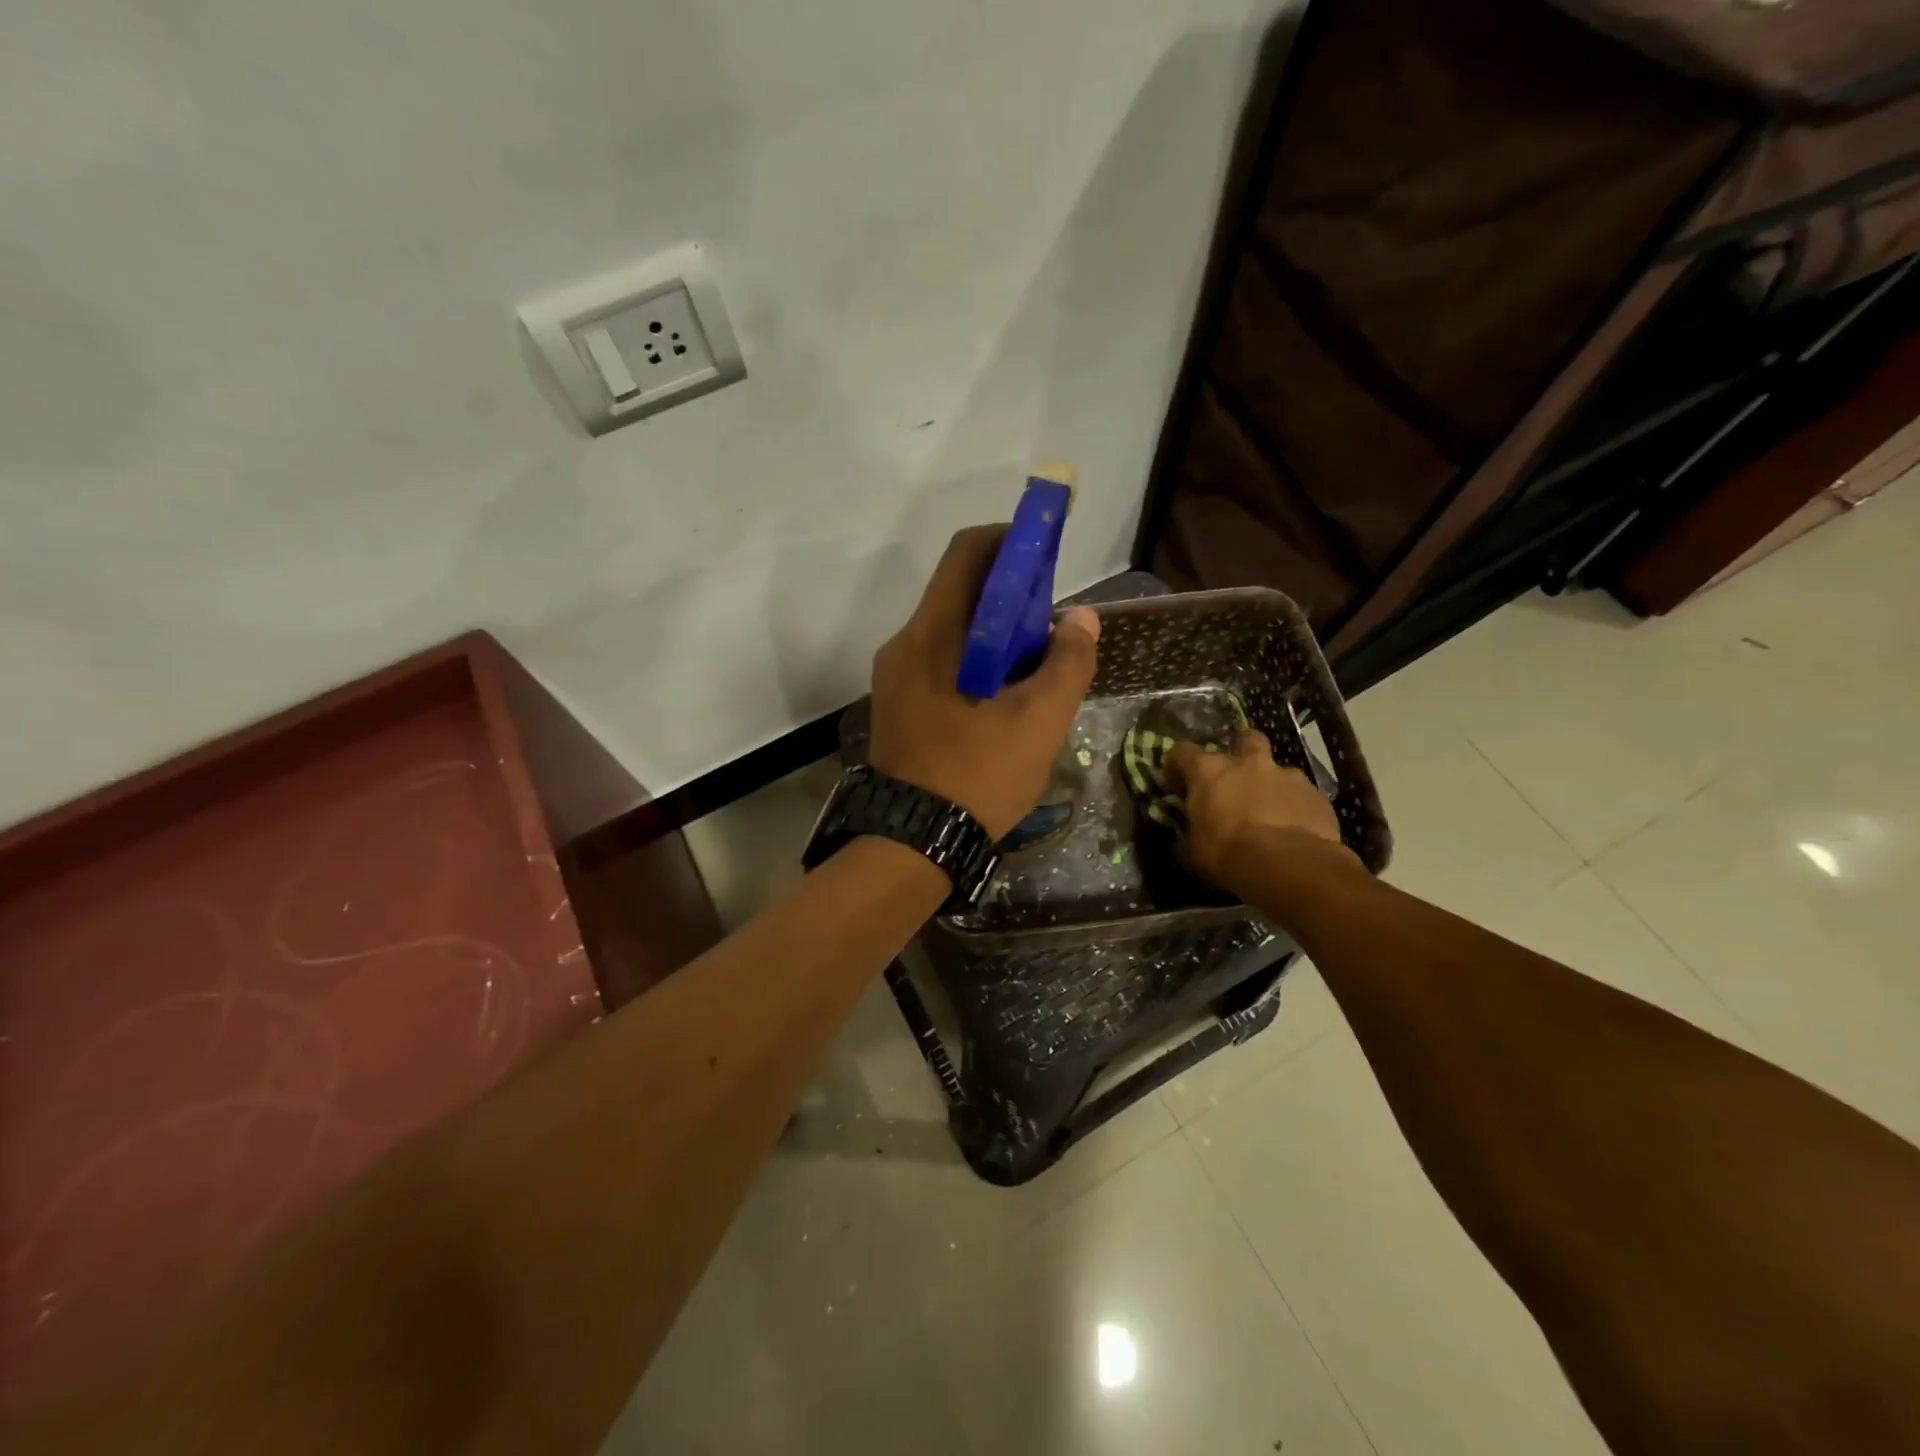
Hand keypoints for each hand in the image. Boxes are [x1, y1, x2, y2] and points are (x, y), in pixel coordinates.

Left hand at [869, 526, 1100, 839]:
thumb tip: (1081, 618)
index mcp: (931, 635)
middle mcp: (903, 646)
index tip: (1048, 556)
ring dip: (995, 635)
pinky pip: (940, 664)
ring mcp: (895, 679)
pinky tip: (1004, 698)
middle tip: (1051, 625)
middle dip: (1011, 597)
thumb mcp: (1038, 722)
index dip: (1012, 541)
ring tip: (1035, 668)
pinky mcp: (898, 708)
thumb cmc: (976, 777)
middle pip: (961, 593)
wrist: (912, 845)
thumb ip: (1067, 663)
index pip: (968, 554)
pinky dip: (976, 662)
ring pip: (952, 632)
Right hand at [1167, 730, 1355, 896]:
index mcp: (1209, 772)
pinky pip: (1302, 794)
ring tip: (1270, 811)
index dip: (1179, 764)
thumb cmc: (1228, 855)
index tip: (1178, 781)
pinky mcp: (1316, 794)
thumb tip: (1184, 840)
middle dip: (1240, 751)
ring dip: (1271, 784)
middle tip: (1236, 776)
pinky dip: (1296, 806)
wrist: (1290, 866)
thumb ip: (1187, 837)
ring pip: (1277, 769)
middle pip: (1244, 738)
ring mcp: (1287, 775)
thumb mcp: (1192, 852)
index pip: (1183, 752)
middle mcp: (1248, 763)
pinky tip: (1295, 829)